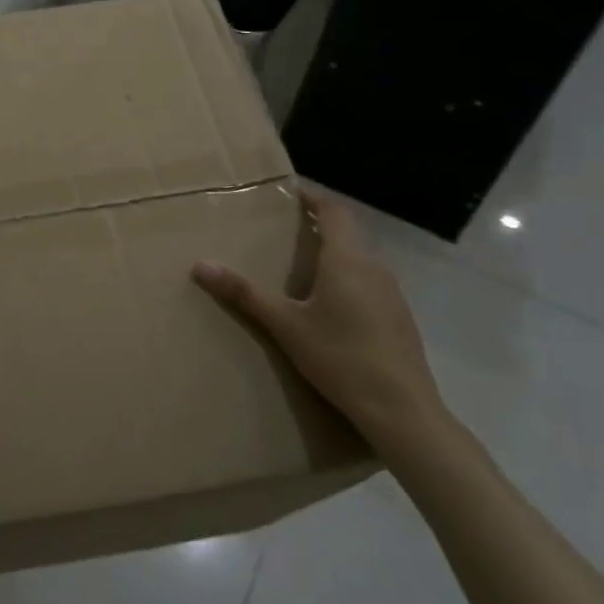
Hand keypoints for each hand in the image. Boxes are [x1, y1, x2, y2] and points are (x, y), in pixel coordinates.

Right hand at [193, 185, 447, 456]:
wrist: (402, 411)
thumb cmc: (340, 358)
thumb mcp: (285, 325)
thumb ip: (244, 294)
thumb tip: (200, 265)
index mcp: (347, 261)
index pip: (333, 212)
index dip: (313, 198)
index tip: (289, 192)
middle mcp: (374, 269)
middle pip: (347, 235)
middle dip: (318, 227)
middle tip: (285, 229)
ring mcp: (393, 295)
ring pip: (359, 261)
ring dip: (333, 255)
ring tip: (302, 266)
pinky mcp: (400, 320)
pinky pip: (369, 285)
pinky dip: (347, 281)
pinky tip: (330, 307)